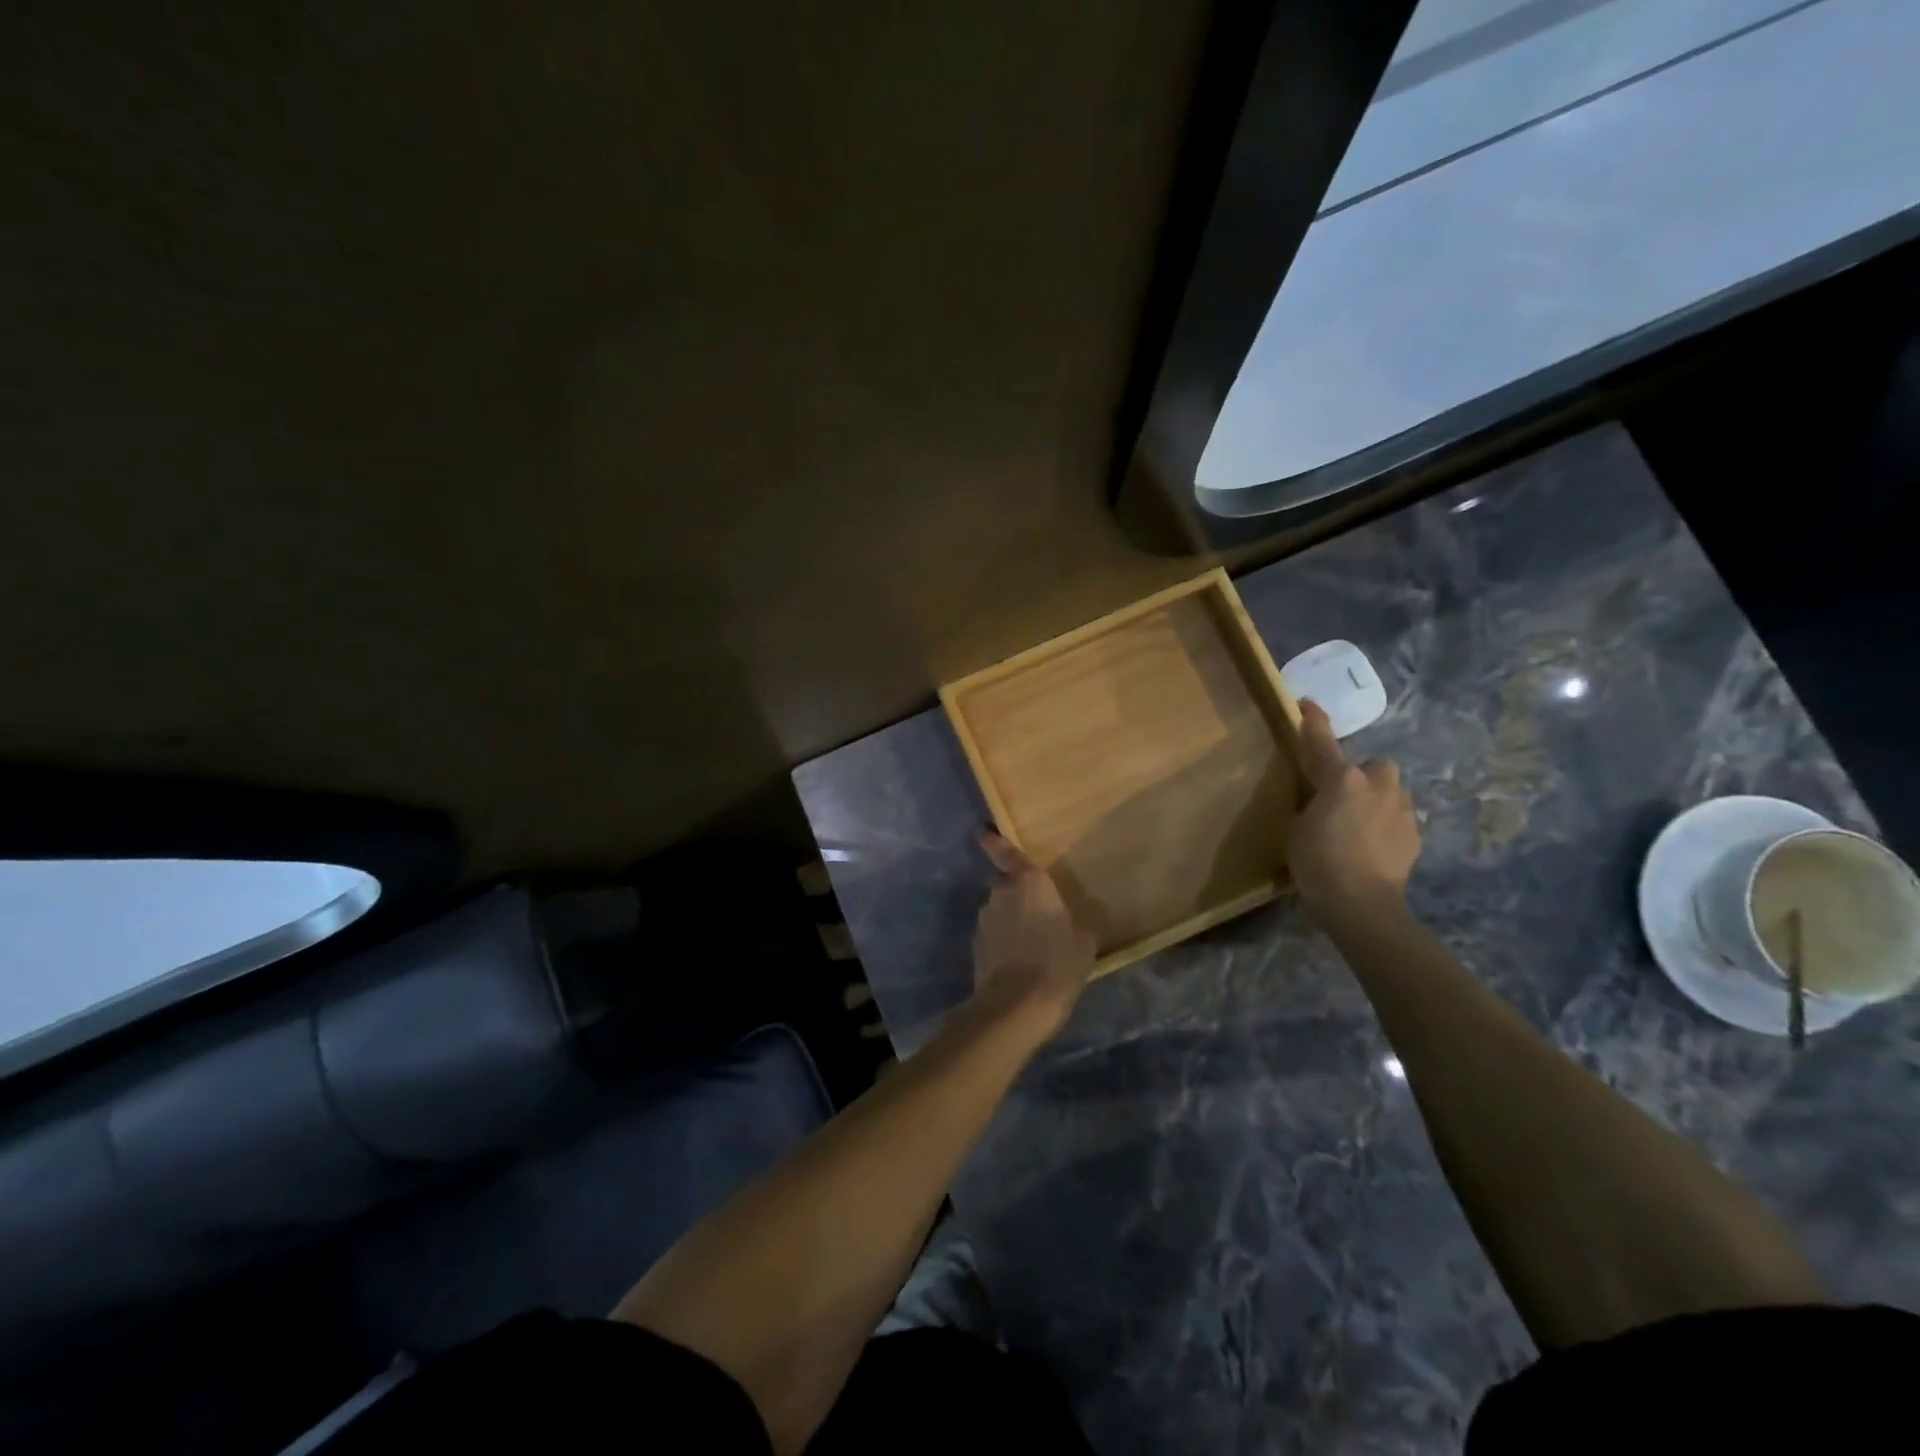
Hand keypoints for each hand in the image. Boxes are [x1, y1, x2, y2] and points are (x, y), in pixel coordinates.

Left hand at [972, 832, 1096, 1036]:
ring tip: (1032, 944)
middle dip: (1019, 896)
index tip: (982, 832)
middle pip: (1008, 886)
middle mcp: (1001, 893)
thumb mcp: (1084, 944)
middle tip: (1039, 915)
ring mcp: (985, 920)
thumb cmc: (1057, 964)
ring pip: (1000, 912)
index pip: (1009, 854)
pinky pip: (994, 935)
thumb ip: (1076, 927)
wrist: (1016, 1006)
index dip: (995, 842)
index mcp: (1029, 883)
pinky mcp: (976, 946)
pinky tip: (1019, 961)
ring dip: (1011, 921)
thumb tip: (1073, 928)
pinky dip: (1004, 942)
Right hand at [1287, 700, 1420, 921]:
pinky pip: (1396, 818)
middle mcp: (1378, 785)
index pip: (1323, 742)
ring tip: (1356, 826)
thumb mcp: (1299, 827)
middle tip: (1340, 798)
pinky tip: (1371, 846)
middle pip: (1372, 767)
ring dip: (1375, 801)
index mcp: (1343, 779)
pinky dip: (1385, 825)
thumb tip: (1324, 802)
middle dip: (1360, 777)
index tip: (1309, 705)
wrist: (1361, 905)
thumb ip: (1313, 804)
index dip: (1314, 722)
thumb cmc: (1318, 862)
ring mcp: (1402, 809)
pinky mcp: (1415, 834)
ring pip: (1389, 792)